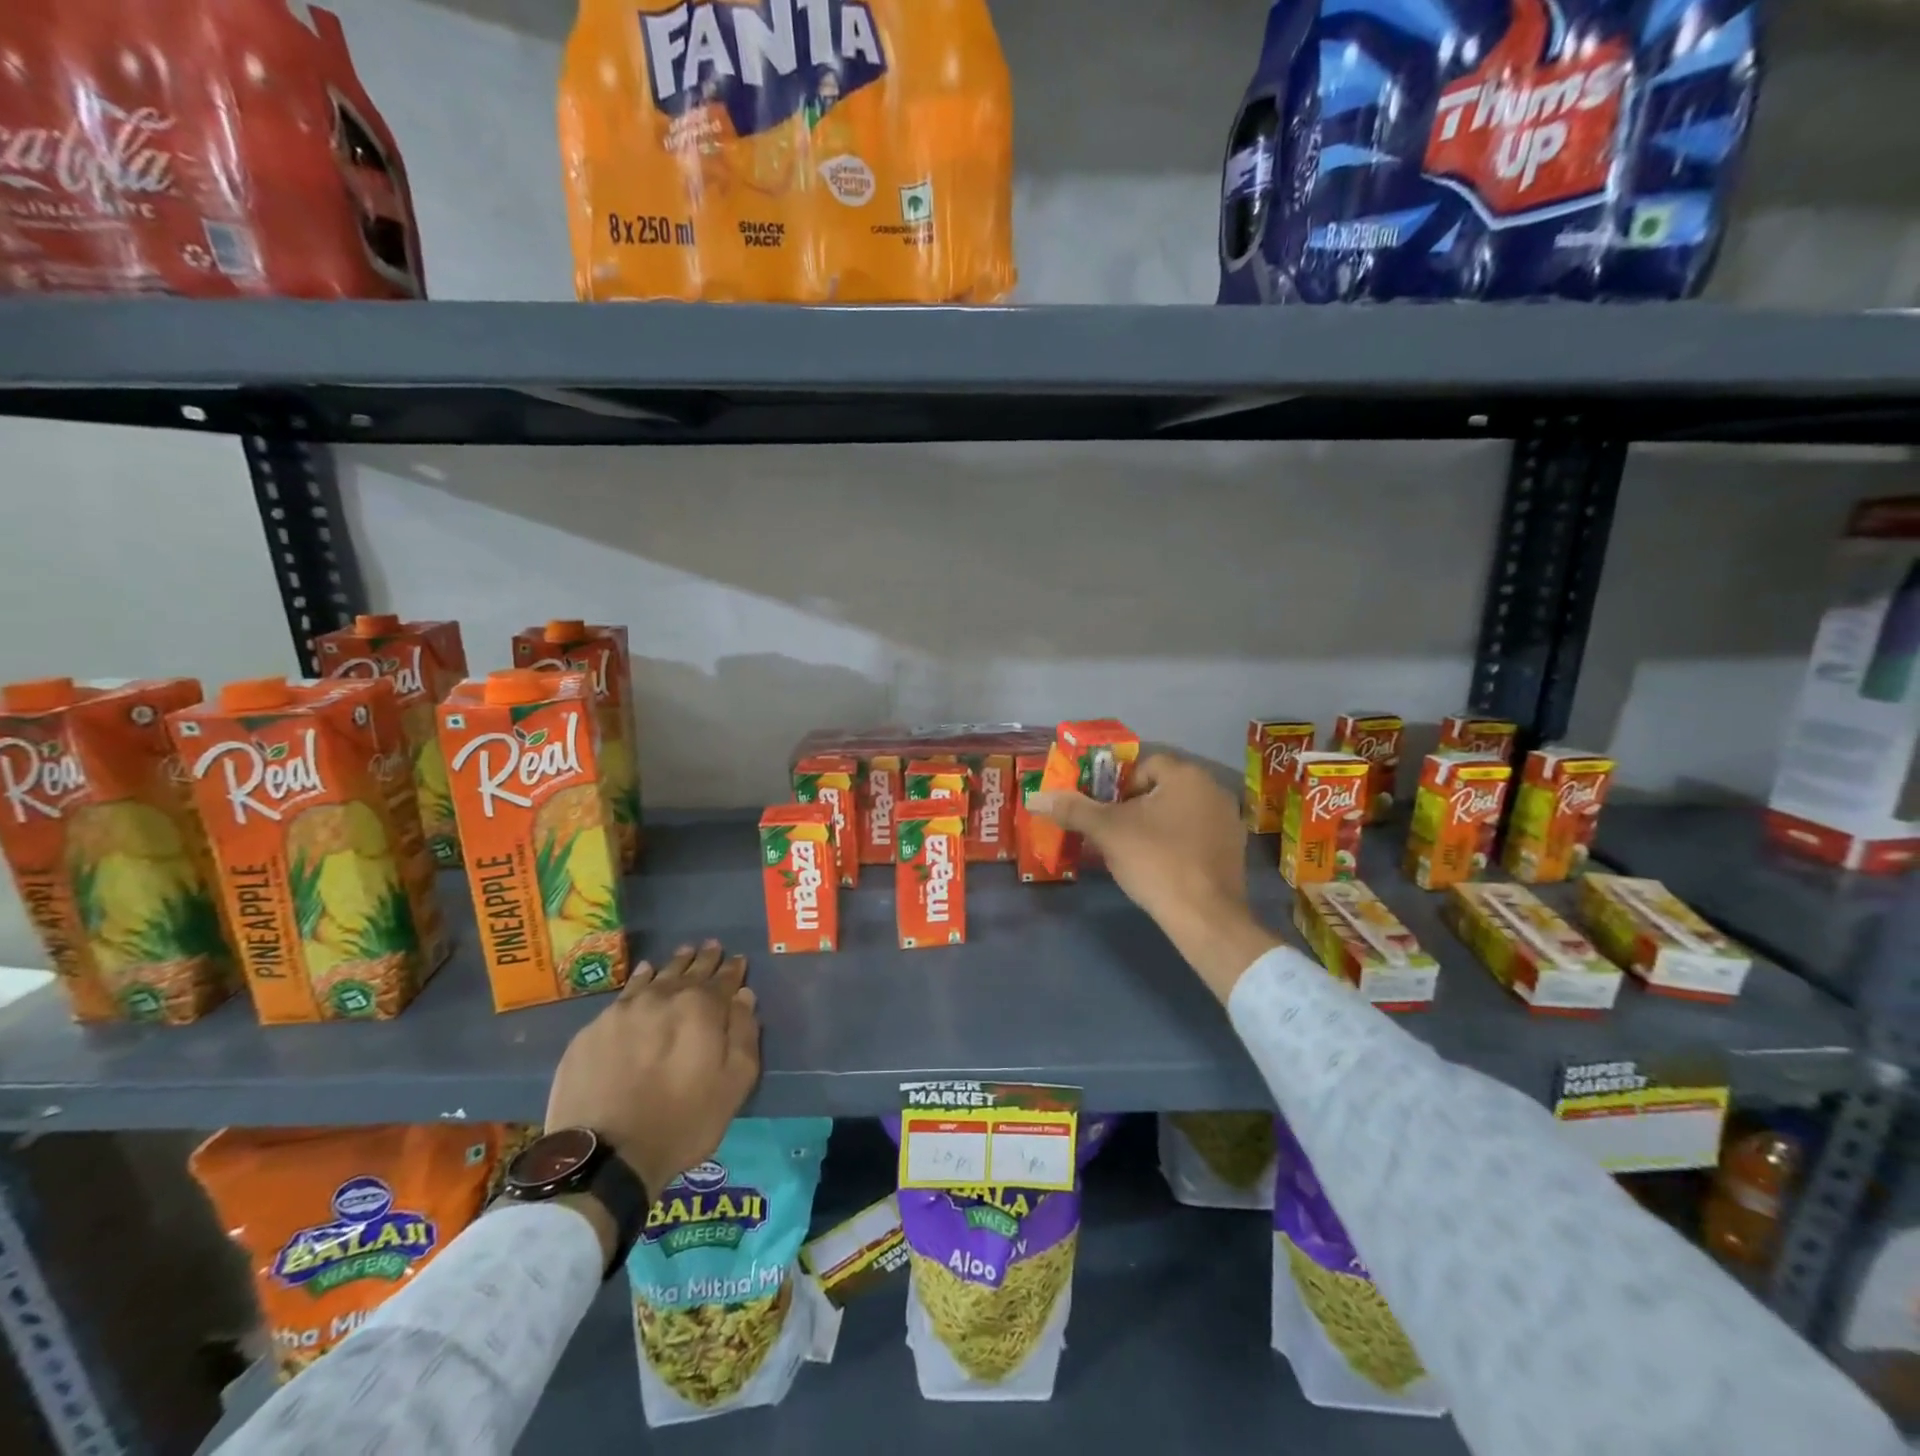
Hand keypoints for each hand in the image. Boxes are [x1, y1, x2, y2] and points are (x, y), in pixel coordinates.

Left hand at [546, 941, 760, 1198]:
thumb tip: (744, 996)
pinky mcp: (593, 1029)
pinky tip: (644, 976)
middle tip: (711, 947)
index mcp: (701, 1008)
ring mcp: (624, 1010)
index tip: (738, 960)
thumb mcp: (733, 1084)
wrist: (604, 1156)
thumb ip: (744, 1034)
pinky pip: (625, 993)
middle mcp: (663, 997)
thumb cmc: (682, 1122)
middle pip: (689, 971)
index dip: (733, 970)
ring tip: (682, 955)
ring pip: (655, 976)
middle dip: (704, 960)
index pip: (724, 979)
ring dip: (673, 965)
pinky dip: (640, 981)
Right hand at [1031, 753, 1279, 1002]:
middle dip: (1134, 806)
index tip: (1104, 812)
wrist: (1204, 916)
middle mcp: (1212, 789)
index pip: (1143, 766)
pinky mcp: (1234, 850)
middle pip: (1161, 788)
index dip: (1117, 786)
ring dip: (1155, 825)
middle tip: (1113, 833)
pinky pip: (1195, 835)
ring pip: (1178, 812)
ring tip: (1133, 851)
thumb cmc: (1155, 861)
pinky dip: (1176, 843)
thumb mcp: (1107, 832)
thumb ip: (1073, 809)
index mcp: (1186, 775)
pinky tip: (1161, 866)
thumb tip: (1035, 797)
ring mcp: (1228, 820)